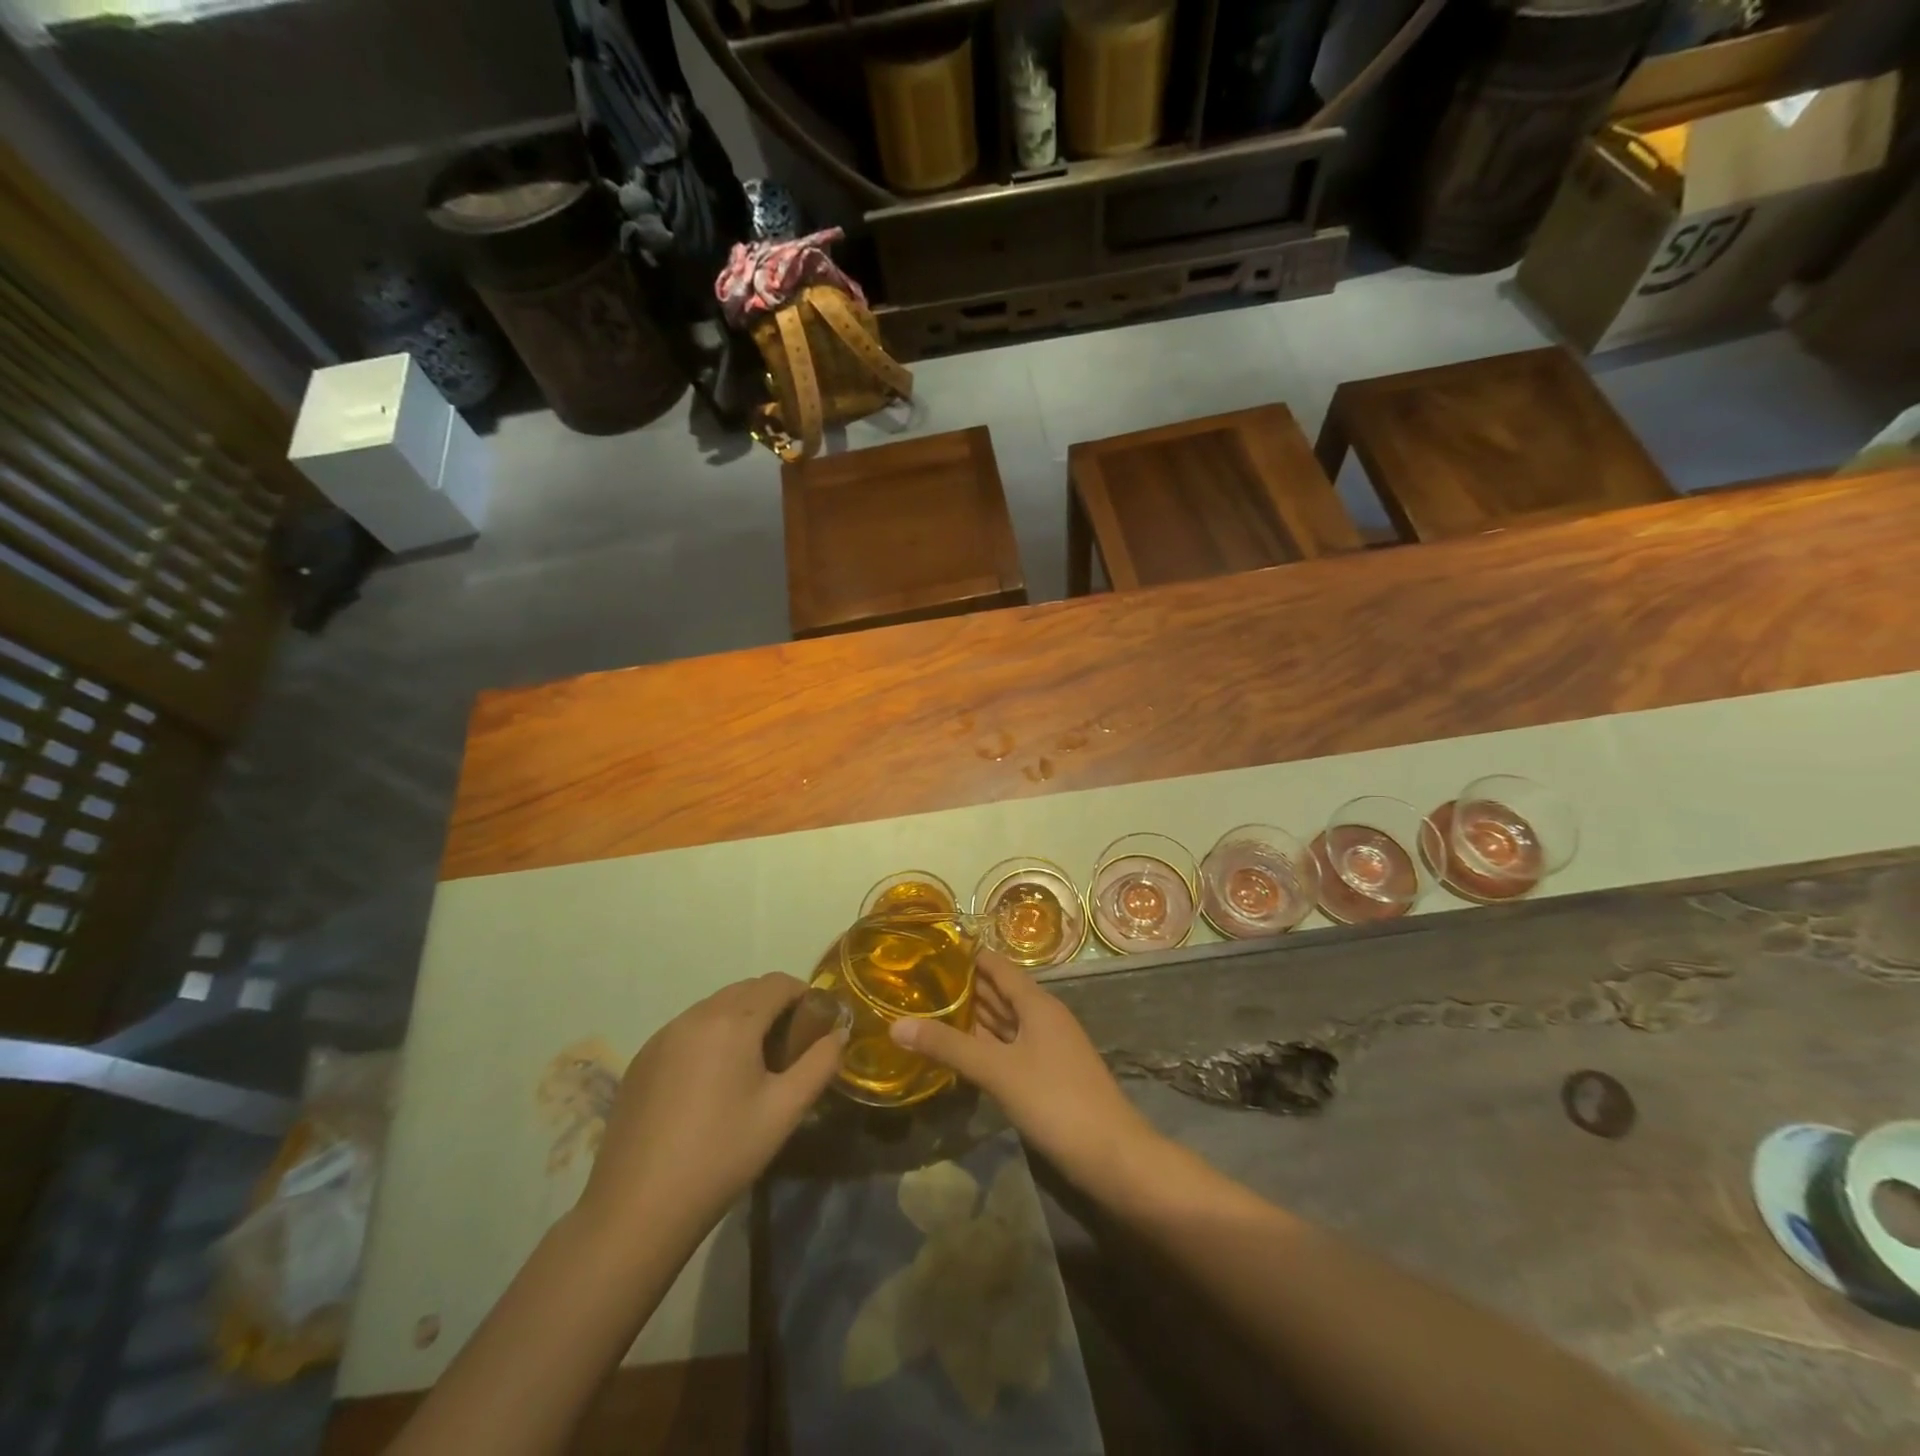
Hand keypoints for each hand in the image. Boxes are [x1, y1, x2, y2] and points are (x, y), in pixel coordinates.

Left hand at [578, 973, 843, 1244]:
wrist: (637, 1210)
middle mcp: (695, 1015)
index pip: (778, 983)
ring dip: (741, 1020)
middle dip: (774, 1006)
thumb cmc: (721, 1155)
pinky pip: (687, 1030)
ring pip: (714, 1008)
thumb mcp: (784, 1111)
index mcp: (732, 1020)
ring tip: (752, 1066)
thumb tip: (839, 1033)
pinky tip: (711, 1084)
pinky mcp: (641, 1060)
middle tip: (789, 1048)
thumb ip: (820, 1064)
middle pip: (746, 990)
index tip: (817, 1025)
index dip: (805, 995)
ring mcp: (662, 1036)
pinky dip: (710, 1038)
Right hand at [889, 950, 1162, 1194]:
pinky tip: (960, 1053)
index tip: (928, 951)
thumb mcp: (998, 1071)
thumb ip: (949, 1047)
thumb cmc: (1056, 1101)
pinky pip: (1009, 1048)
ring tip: (928, 1011)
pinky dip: (984, 1046)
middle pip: (999, 993)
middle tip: (916, 983)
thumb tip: (896, 1025)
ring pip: (1003, 1023)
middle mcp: (1043, 1017)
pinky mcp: (1046, 1075)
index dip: (966, 956)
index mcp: (1036, 1003)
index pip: (996, 966)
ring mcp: (1047, 1047)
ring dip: (972, 1018)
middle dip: (962, 988)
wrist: (1113, 1156)